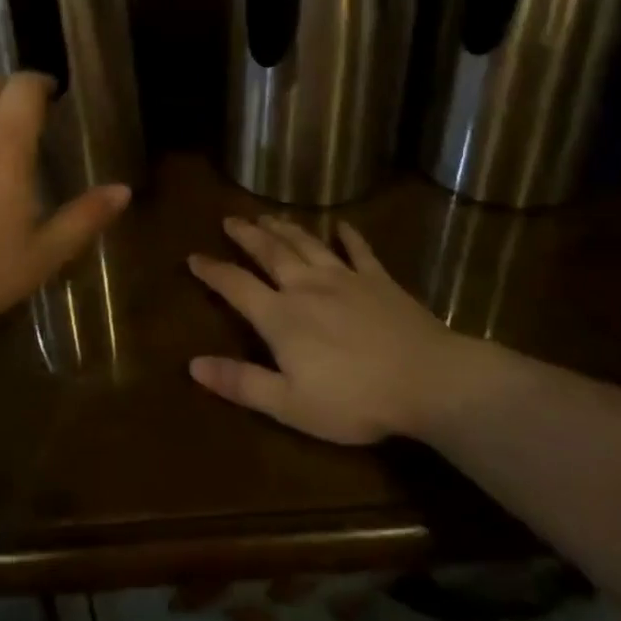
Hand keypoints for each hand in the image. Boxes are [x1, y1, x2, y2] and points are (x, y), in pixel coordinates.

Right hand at [188, 217, 461, 444]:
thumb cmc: (354, 399)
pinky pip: (359, 250)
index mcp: (281, 316)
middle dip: (247, 235)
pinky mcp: (378, 279)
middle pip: (270, 252)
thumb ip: (241, 382)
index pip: (236, 286)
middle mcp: (306, 286)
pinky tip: (342, 225)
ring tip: (268, 215)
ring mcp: (345, 278)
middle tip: (230, 219)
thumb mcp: (290, 404)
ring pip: (307, 243)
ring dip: (285, 227)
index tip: (193, 257)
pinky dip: (348, 235)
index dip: (212, 271)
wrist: (427, 380)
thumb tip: (193, 364)